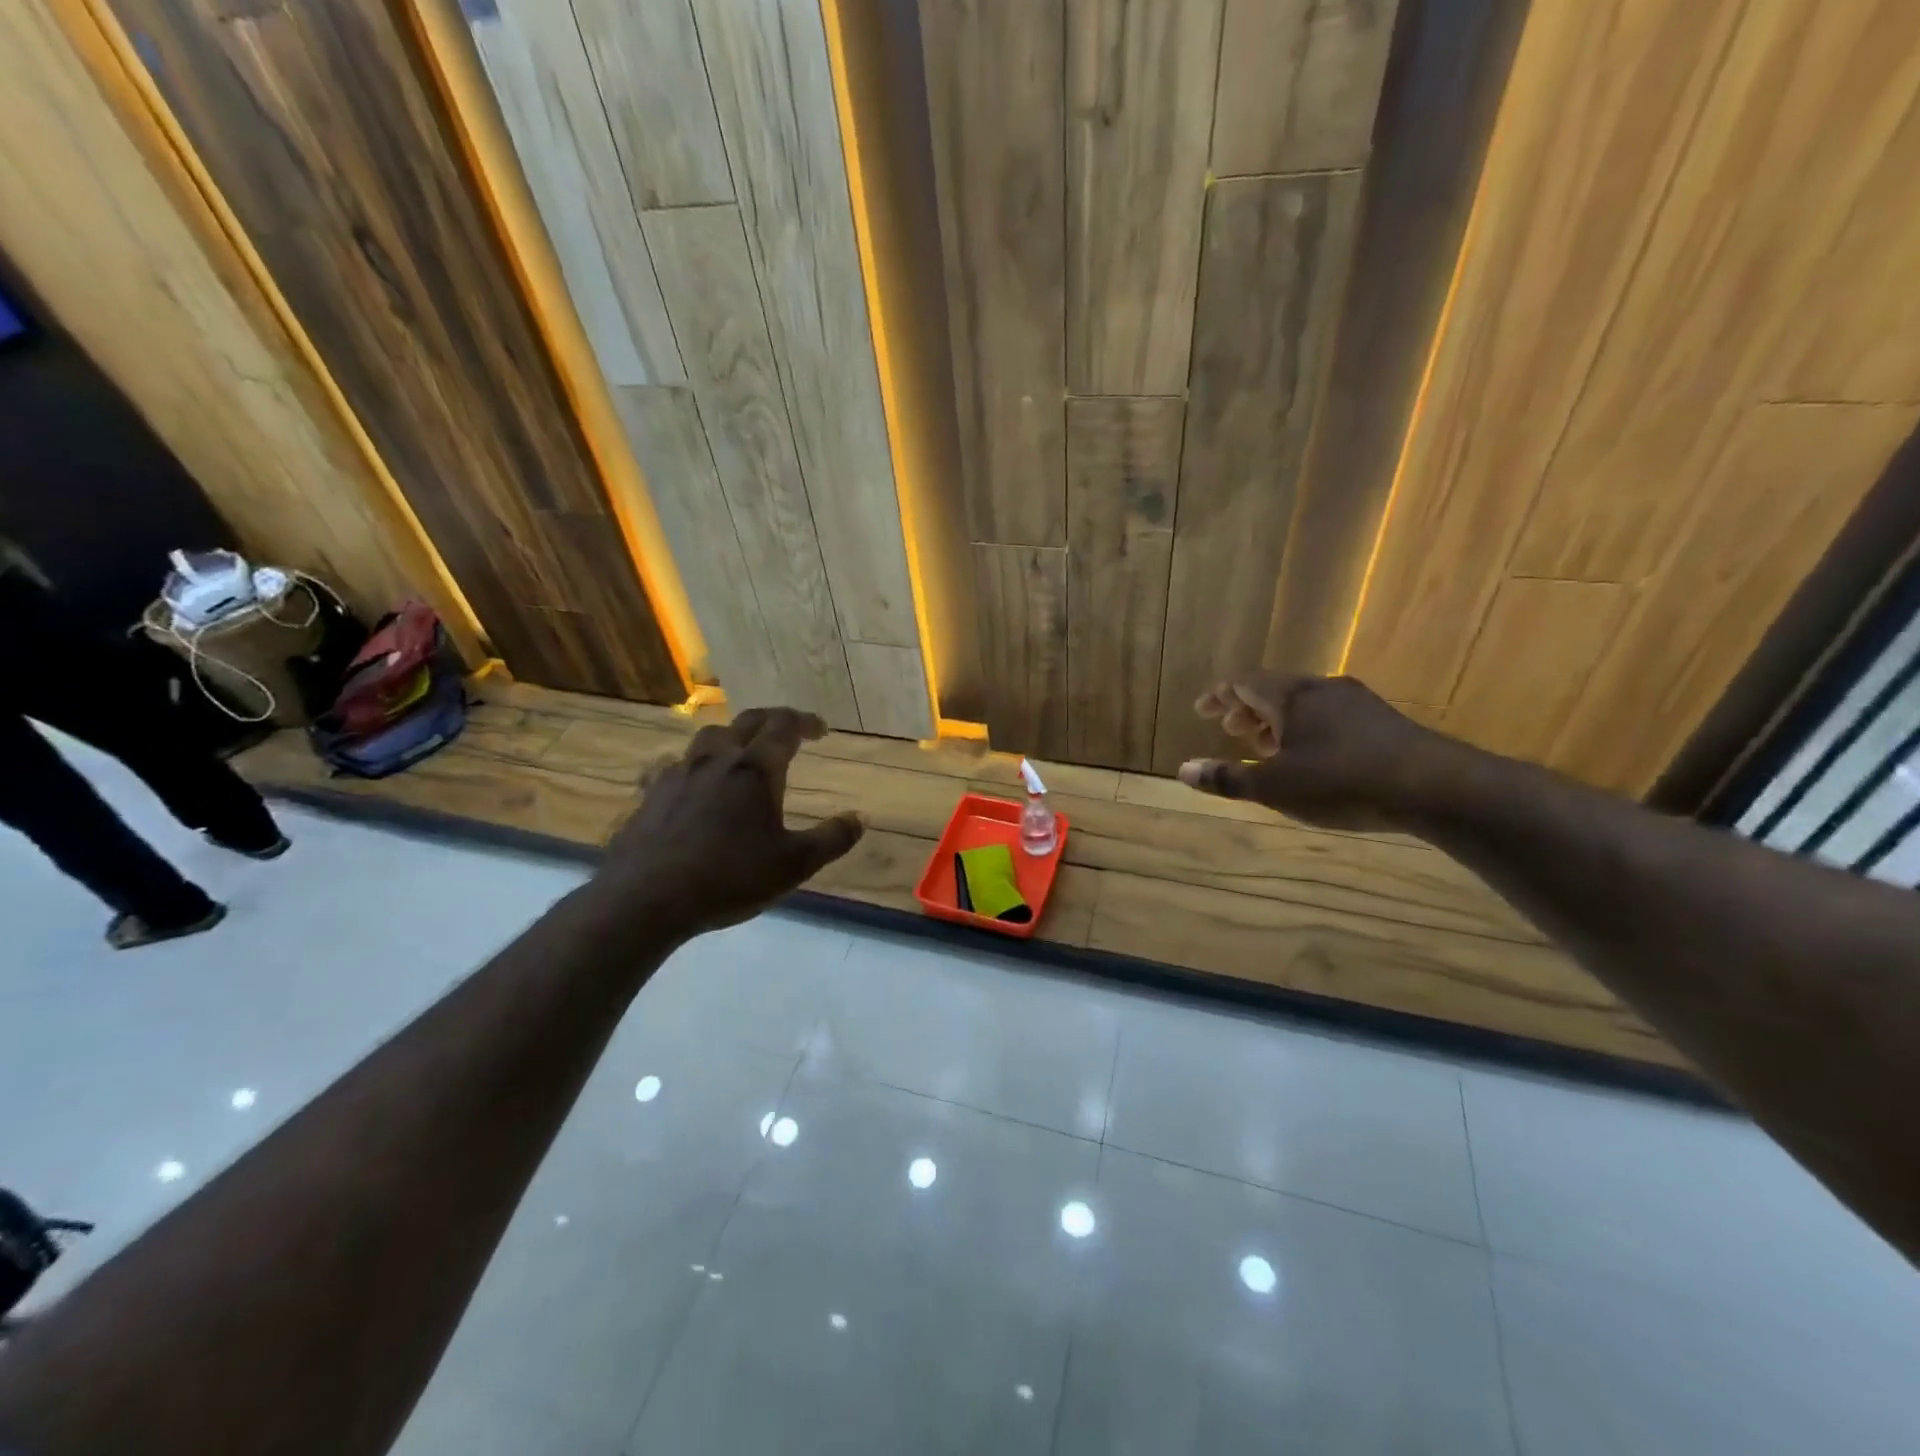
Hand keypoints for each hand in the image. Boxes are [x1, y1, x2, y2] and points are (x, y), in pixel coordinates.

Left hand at [593, 707, 863, 941]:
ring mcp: (678, 773)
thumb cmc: (729, 877)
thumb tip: (859, 818)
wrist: (645, 898)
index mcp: (755, 770)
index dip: (805, 722)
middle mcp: (717, 759)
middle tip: (789, 729)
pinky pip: (677, 764)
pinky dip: (696, 765)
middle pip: (747, 721)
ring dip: (733, 736)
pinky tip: (694, 784)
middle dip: (773, 720)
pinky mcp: (651, 794)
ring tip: (742, 752)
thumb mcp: (794, 865)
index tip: (821, 729)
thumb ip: (831, 839)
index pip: (784, 727)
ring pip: (709, 737)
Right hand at [1176, 673, 1460, 831]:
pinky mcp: (1383, 721)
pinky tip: (1314, 756)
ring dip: (1278, 720)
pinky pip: (1330, 715)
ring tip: (1268, 747)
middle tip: (1231, 731)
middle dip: (1247, 709)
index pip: (1243, 683)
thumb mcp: (1275, 787)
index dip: (1218, 695)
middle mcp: (1322, 689)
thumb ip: (1228, 778)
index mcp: (1291, 696)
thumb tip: (1184, 770)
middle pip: (1274, 689)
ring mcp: (1357, 702)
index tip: (1201, 710)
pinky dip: (1307, 728)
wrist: (1435, 786)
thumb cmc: (1342, 782)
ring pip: (1305, 703)